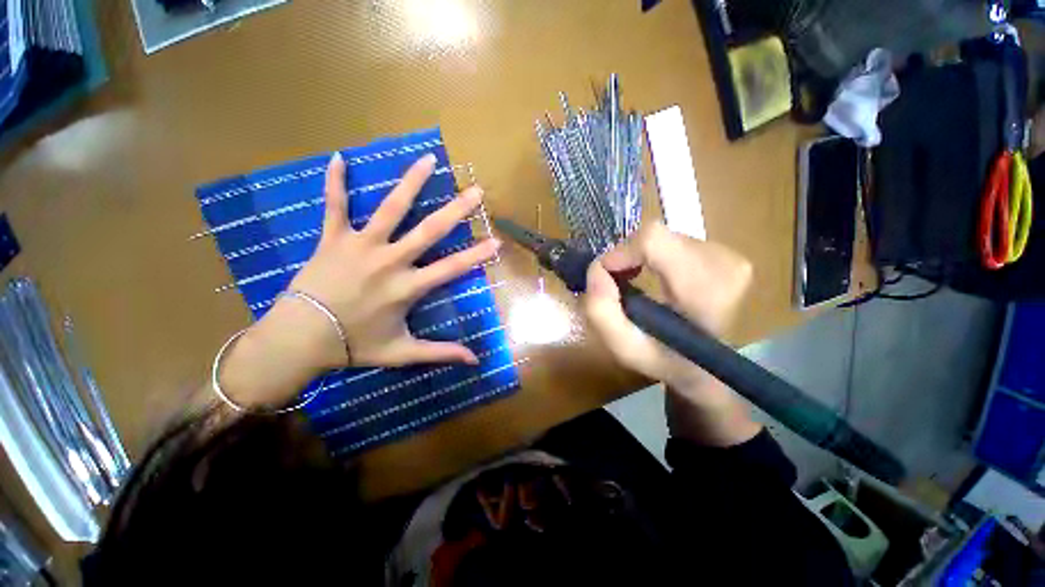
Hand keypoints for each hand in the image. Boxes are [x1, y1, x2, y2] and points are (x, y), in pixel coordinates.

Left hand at [216, 153, 499, 408]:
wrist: (300, 338)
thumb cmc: (354, 345)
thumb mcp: (402, 352)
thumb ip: (440, 353)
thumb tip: (475, 361)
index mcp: (408, 287)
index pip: (452, 268)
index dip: (476, 255)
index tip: (496, 241)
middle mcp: (390, 261)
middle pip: (429, 230)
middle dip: (456, 210)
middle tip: (476, 191)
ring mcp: (361, 246)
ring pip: (390, 208)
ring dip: (410, 183)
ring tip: (427, 160)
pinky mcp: (333, 238)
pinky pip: (335, 206)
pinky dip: (336, 182)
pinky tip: (338, 158)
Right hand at [583, 221, 760, 444]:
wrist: (706, 367)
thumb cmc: (664, 359)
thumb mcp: (623, 347)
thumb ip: (601, 311)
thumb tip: (596, 268)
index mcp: (704, 293)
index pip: (655, 241)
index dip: (622, 251)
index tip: (607, 274)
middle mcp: (725, 265)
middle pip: (657, 236)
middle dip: (630, 256)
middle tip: (621, 282)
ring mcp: (731, 257)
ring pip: (665, 236)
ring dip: (643, 256)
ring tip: (640, 282)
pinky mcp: (727, 252)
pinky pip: (676, 239)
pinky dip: (657, 255)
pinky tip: (659, 276)